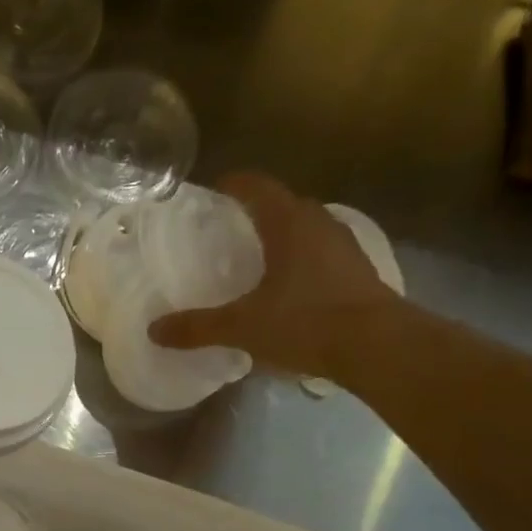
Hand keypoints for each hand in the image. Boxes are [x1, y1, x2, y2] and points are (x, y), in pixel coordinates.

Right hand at [149, 172, 397, 382]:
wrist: (377, 345)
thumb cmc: (306, 322)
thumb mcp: (242, 327)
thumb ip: (197, 327)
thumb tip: (154, 330)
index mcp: (288, 224)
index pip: (258, 188)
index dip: (234, 185)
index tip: (214, 189)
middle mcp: (319, 224)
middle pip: (284, 205)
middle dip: (257, 211)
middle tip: (229, 228)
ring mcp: (343, 246)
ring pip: (305, 229)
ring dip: (281, 236)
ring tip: (256, 257)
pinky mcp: (356, 271)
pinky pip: (319, 253)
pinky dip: (299, 260)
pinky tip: (286, 285)